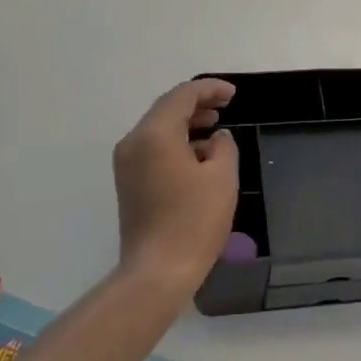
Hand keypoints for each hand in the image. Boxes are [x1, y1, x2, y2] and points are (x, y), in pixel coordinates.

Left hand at [113, 77, 239, 294]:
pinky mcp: (128, 182)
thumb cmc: (194, 221)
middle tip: (226, 106)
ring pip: (158, 129)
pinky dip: (176, 142)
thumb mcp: (222, 177)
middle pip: (166, 109)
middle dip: (197, 104)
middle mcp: (134, 142)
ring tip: (216, 127)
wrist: (158, 271)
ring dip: (187, 123)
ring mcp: (127, 163)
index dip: (210, 89)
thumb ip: (224, 146)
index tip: (233, 94)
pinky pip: (153, 148)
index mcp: (155, 134)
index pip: (182, 96)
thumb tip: (218, 138)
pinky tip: (199, 155)